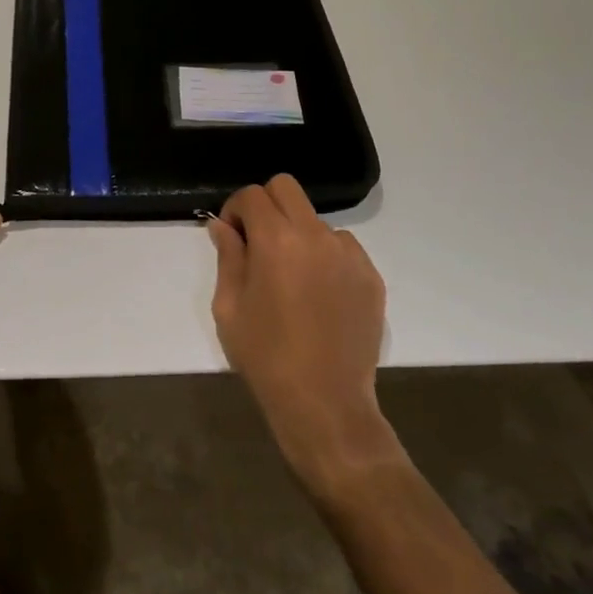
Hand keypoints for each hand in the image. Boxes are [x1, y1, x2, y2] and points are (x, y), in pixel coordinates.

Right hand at [207, 175, 403, 489]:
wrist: (325, 405)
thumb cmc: (266, 356)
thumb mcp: (230, 306)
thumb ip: (228, 256)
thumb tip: (222, 226)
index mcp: (276, 241)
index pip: (252, 195)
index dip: (236, 209)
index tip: (232, 236)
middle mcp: (315, 236)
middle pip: (287, 188)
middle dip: (266, 205)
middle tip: (257, 242)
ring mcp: (348, 255)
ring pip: (315, 219)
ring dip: (297, 232)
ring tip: (291, 275)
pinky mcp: (370, 276)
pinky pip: (342, 247)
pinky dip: (325, 255)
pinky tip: (318, 293)